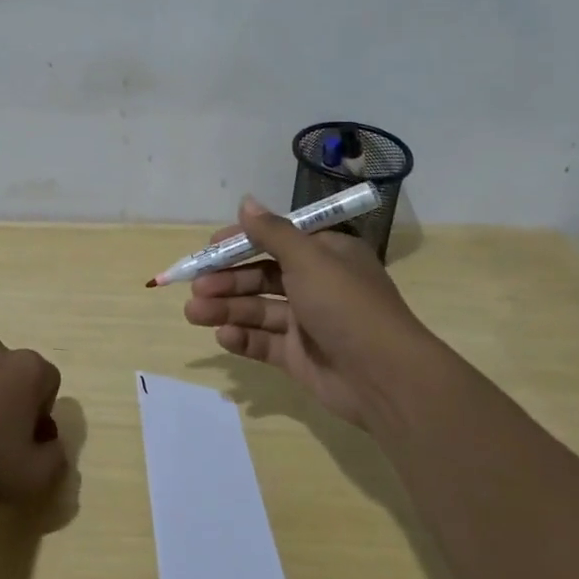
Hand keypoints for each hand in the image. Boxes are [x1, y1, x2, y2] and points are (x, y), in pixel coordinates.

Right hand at [183, 198, 431, 429]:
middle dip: (227, 281)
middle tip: (196, 288)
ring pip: (258, 310)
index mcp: (326, 255)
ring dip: (226, 309)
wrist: (384, 377)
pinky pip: (264, 342)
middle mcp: (316, 285)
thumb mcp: (309, 259)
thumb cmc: (345, 305)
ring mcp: (307, 323)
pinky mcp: (299, 356)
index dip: (242, 243)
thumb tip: (246, 202)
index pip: (277, 241)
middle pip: (262, 276)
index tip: (210, 248)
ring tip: (194, 313)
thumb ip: (272, 232)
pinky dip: (242, 338)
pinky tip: (224, 337)